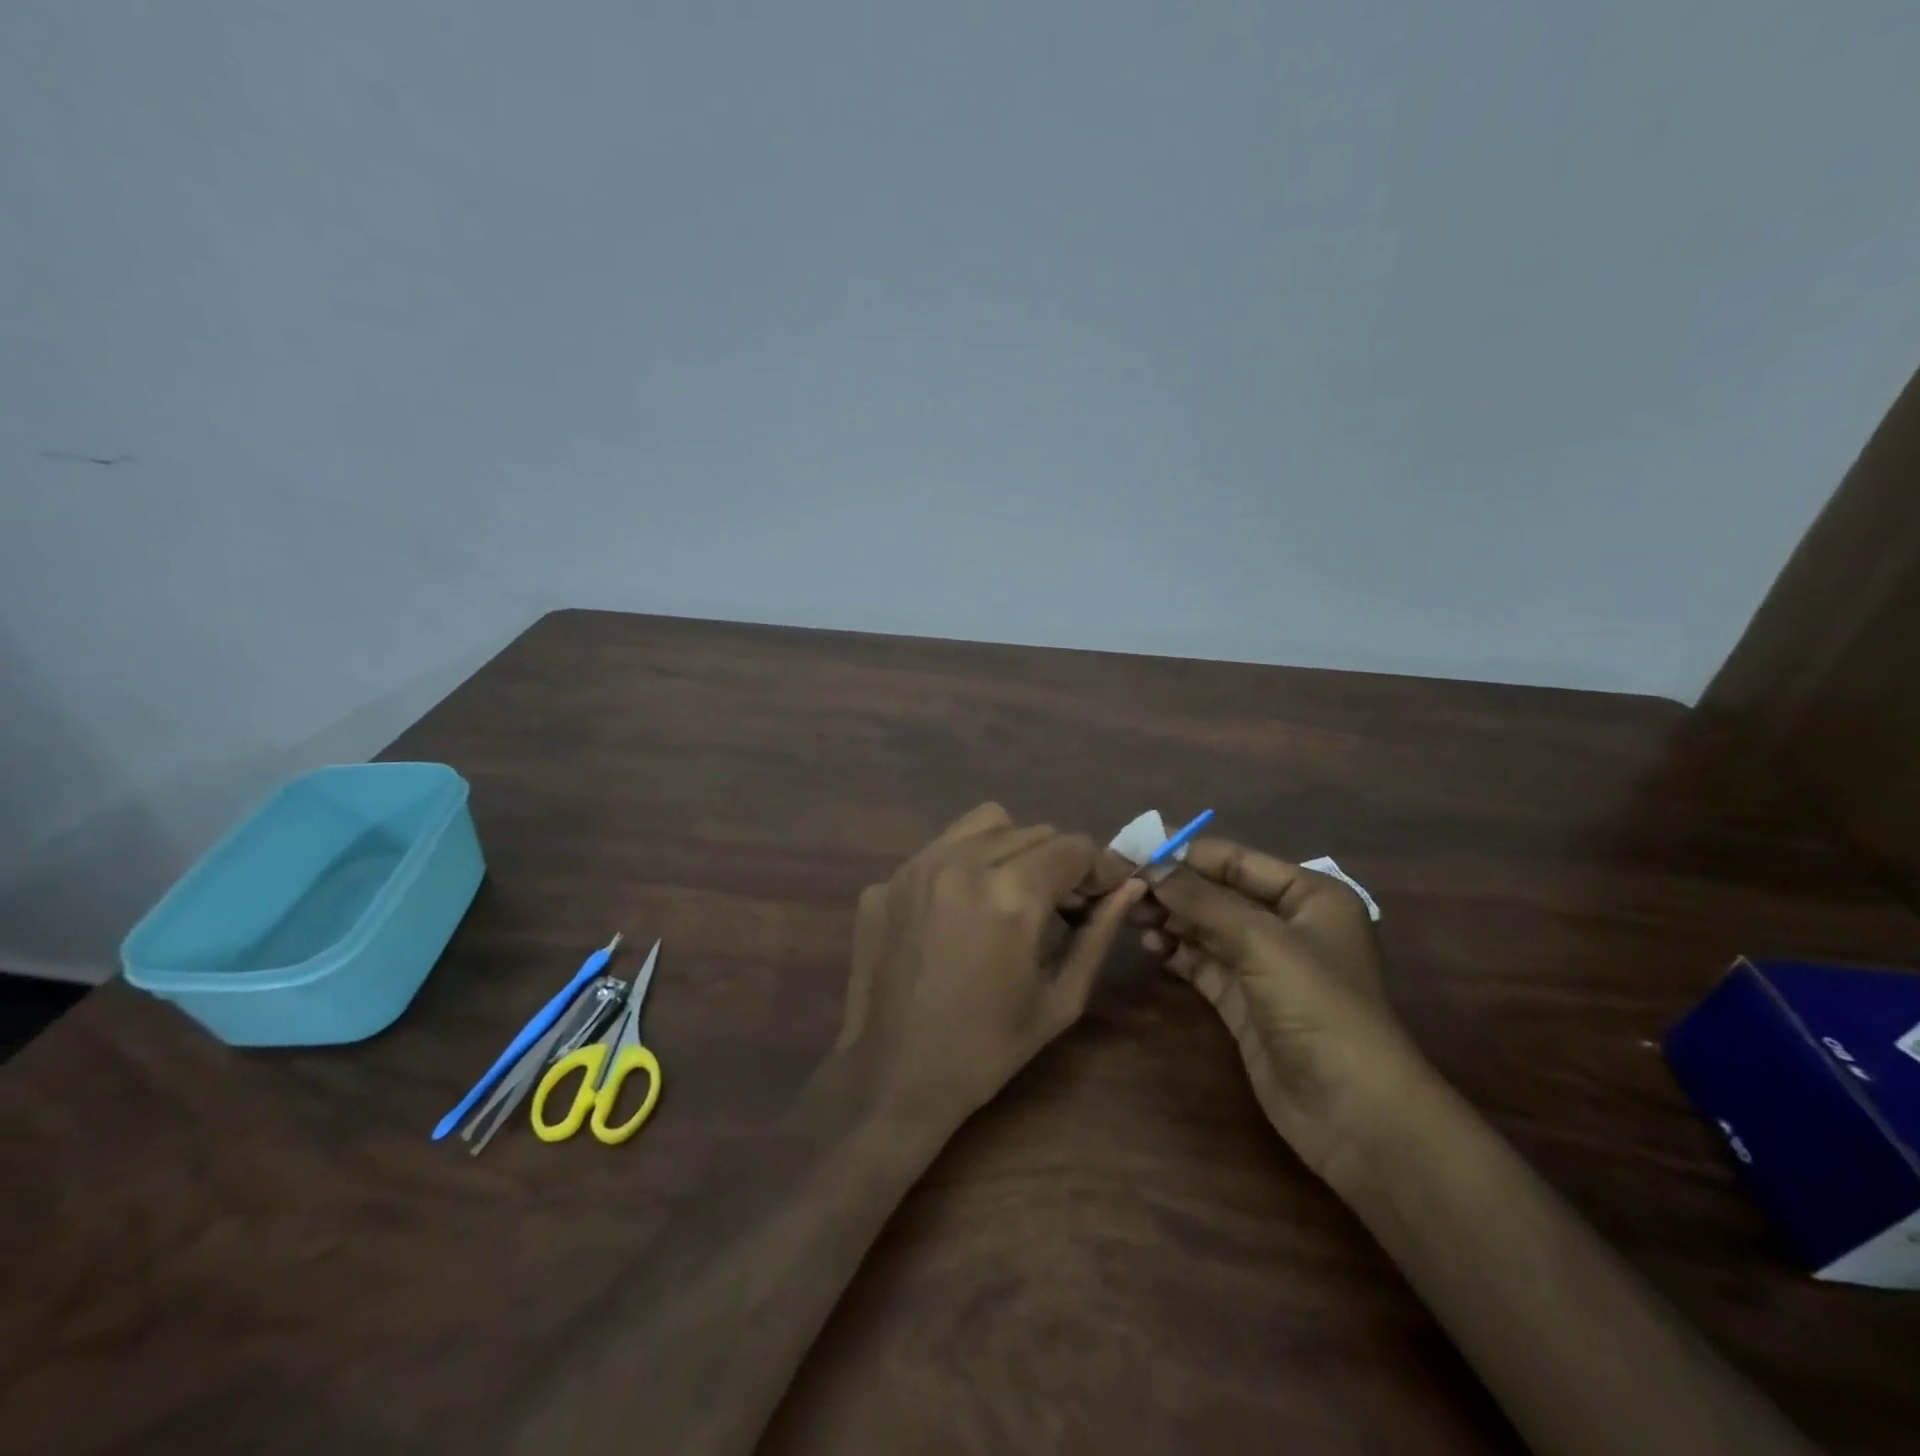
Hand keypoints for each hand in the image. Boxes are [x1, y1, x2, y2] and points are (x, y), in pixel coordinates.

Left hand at [834, 803, 1145, 1130]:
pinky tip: (954, 915)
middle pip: (1032, 830)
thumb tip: (1128, 887)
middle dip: (1056, 861)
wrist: (892, 1078)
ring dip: (1009, 849)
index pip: (1073, 846)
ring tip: (1006, 895)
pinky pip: (938, 852)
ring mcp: (915, 868)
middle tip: (1056, 906)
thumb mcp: (1060, 999)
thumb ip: (1098, 934)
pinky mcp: (884, 881)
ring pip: (983, 825)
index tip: (1096, 897)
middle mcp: (962, 864)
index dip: (1096, 869)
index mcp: (1012, 895)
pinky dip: (960, 868)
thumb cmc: (987, 1049)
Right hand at [1141, 838, 1423, 1177]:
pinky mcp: (1245, 1001)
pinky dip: (1177, 952)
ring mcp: (1265, 965)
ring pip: (1207, 928)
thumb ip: (1203, 901)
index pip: (1236, 860)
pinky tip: (1150, 946)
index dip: (1185, 852)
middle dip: (1174, 888)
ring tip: (1131, 915)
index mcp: (1309, 895)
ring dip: (1171, 919)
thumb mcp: (1262, 942)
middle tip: (1124, 885)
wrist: (1355, 1114)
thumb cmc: (1319, 1007)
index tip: (1135, 847)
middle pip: (1218, 893)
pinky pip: (1204, 963)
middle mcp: (1288, 924)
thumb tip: (1151, 864)